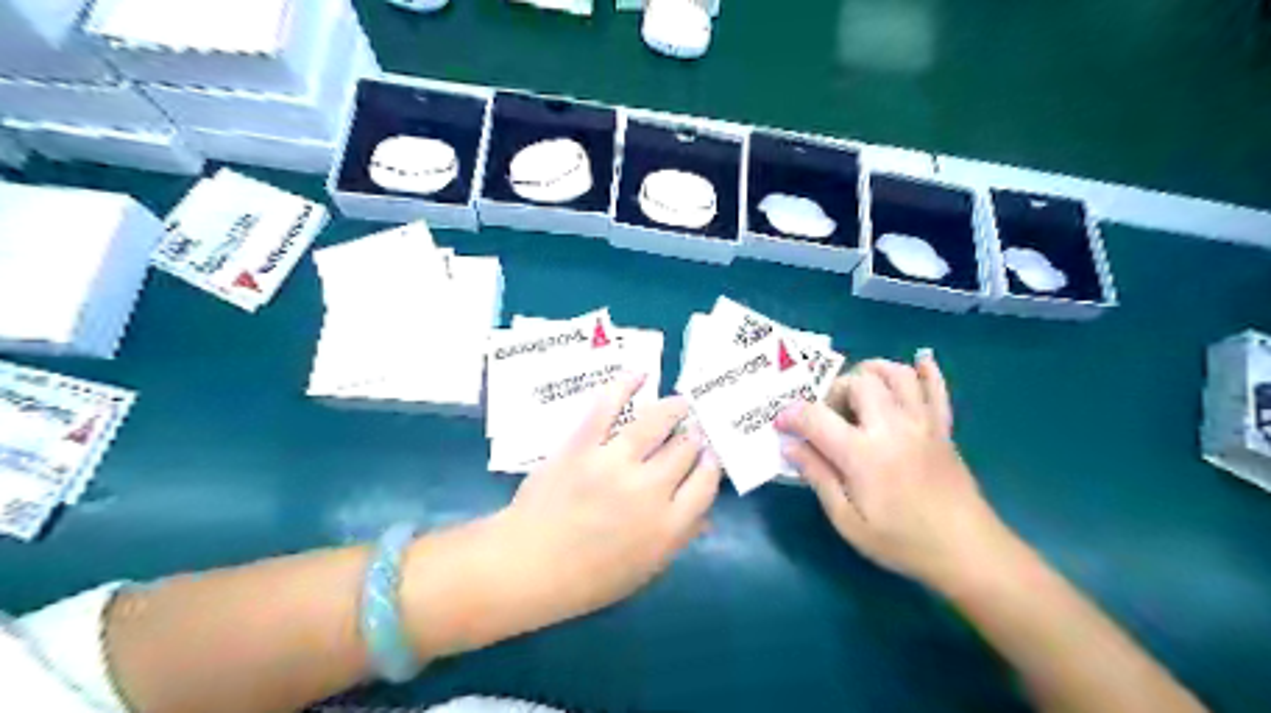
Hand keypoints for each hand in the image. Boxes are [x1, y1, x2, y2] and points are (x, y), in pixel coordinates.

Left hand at [496, 372, 717, 623]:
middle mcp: (649, 489)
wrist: (528, 565)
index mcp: (668, 525)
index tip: (709, 454)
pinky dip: (625, 385)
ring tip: (682, 402)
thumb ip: (678, 538)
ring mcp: (615, 462)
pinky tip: (641, 374)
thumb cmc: (588, 578)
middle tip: (695, 428)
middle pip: (686, 449)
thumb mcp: (645, 570)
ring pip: (657, 423)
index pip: (706, 482)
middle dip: (695, 435)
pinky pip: (608, 407)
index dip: (712, 463)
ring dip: (675, 408)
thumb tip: (704, 513)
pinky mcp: (583, 444)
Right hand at [774, 351, 1013, 591]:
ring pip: (897, 374)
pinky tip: (918, 362)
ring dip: (871, 373)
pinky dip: (926, 371)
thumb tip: (790, 446)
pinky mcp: (943, 428)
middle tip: (827, 418)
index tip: (781, 424)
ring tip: (858, 392)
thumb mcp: (847, 520)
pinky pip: (937, 388)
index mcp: (864, 454)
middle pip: (859, 382)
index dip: (791, 415)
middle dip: (834, 391)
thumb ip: (818, 477)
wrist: (967, 551)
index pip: (816, 417)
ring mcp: (922, 423)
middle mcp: (893, 427)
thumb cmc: (902, 542)